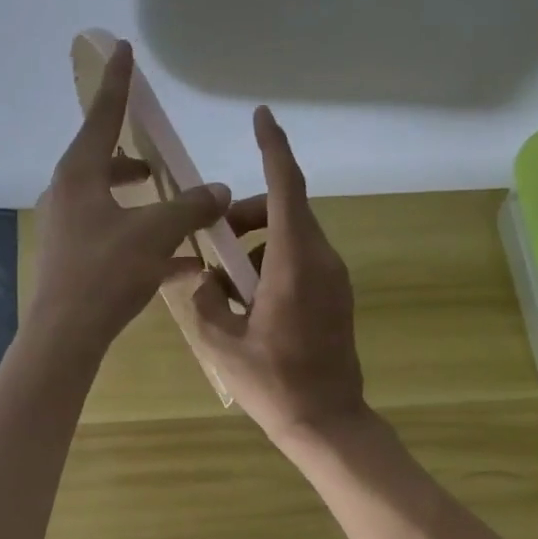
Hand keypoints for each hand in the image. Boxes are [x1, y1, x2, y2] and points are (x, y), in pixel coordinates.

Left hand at [28, 41, 232, 359]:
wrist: (66, 335)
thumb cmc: (106, 272)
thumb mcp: (155, 234)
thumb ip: (190, 208)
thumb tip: (220, 191)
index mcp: (79, 174)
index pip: (102, 117)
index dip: (118, 84)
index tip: (123, 50)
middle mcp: (67, 196)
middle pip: (102, 164)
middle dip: (133, 161)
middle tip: (158, 164)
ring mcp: (67, 231)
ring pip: (109, 205)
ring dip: (141, 205)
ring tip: (174, 213)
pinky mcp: (73, 263)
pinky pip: (113, 240)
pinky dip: (142, 242)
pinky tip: (179, 264)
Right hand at [172, 107, 366, 446]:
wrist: (326, 421)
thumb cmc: (273, 383)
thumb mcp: (222, 342)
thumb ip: (204, 300)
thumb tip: (200, 278)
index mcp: (294, 264)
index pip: (285, 189)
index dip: (273, 149)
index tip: (262, 117)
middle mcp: (321, 262)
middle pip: (286, 212)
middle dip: (247, 215)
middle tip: (213, 242)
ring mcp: (335, 280)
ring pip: (293, 239)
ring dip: (258, 245)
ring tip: (225, 285)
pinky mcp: (337, 298)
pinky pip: (303, 262)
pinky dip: (273, 264)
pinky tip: (250, 303)